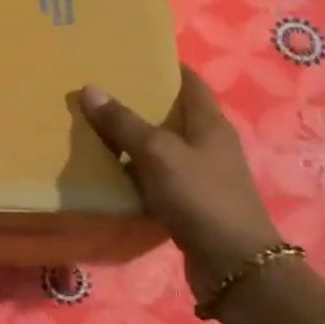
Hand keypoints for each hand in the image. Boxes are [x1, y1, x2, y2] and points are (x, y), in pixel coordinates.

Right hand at [79, 66, 280, 299]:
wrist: (234, 265)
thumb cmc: (201, 197)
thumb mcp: (158, 154)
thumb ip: (123, 123)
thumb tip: (90, 89)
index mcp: (210, 123)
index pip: (189, 81)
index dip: (163, 67)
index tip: (128, 58)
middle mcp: (209, 144)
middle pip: (173, 114)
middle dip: (140, 103)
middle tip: (100, 92)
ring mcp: (202, 175)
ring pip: (163, 148)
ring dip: (135, 140)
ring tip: (95, 128)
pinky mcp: (191, 203)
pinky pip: (158, 178)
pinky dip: (137, 172)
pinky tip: (110, 173)